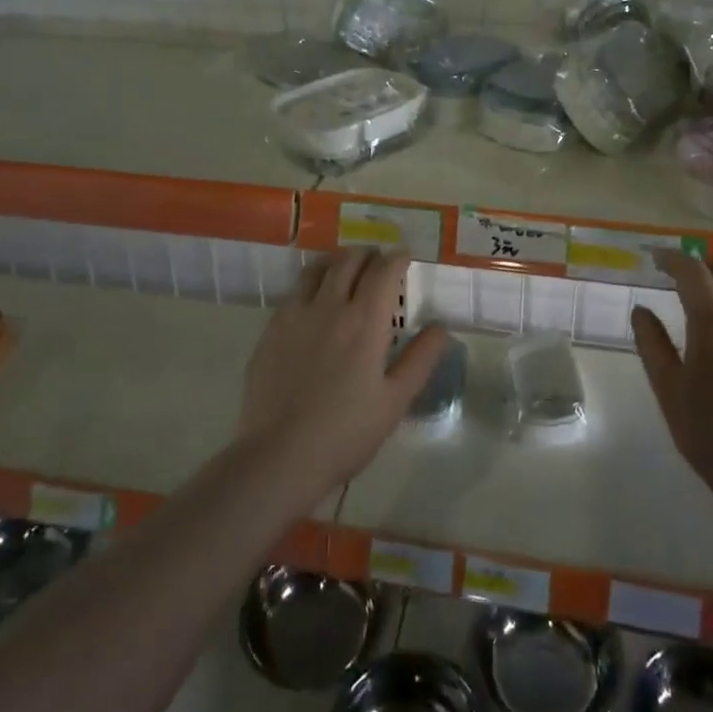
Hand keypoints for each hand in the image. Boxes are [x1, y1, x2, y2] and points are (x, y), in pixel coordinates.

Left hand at [237, 248, 449, 510]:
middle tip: (378, 263)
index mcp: (364, 321)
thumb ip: (420, 360)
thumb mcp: (394, 401)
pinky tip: (315, 302)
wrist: (279, 456)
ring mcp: (295, 314)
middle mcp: (329, 306)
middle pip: (349, 261)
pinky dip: (312, 283)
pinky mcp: (271, 329)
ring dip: (337, 262)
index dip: (397, 258)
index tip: (405, 258)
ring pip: (318, 268)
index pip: (384, 271)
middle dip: (368, 255)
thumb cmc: (346, 433)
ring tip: (347, 271)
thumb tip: (441, 328)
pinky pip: (295, 291)